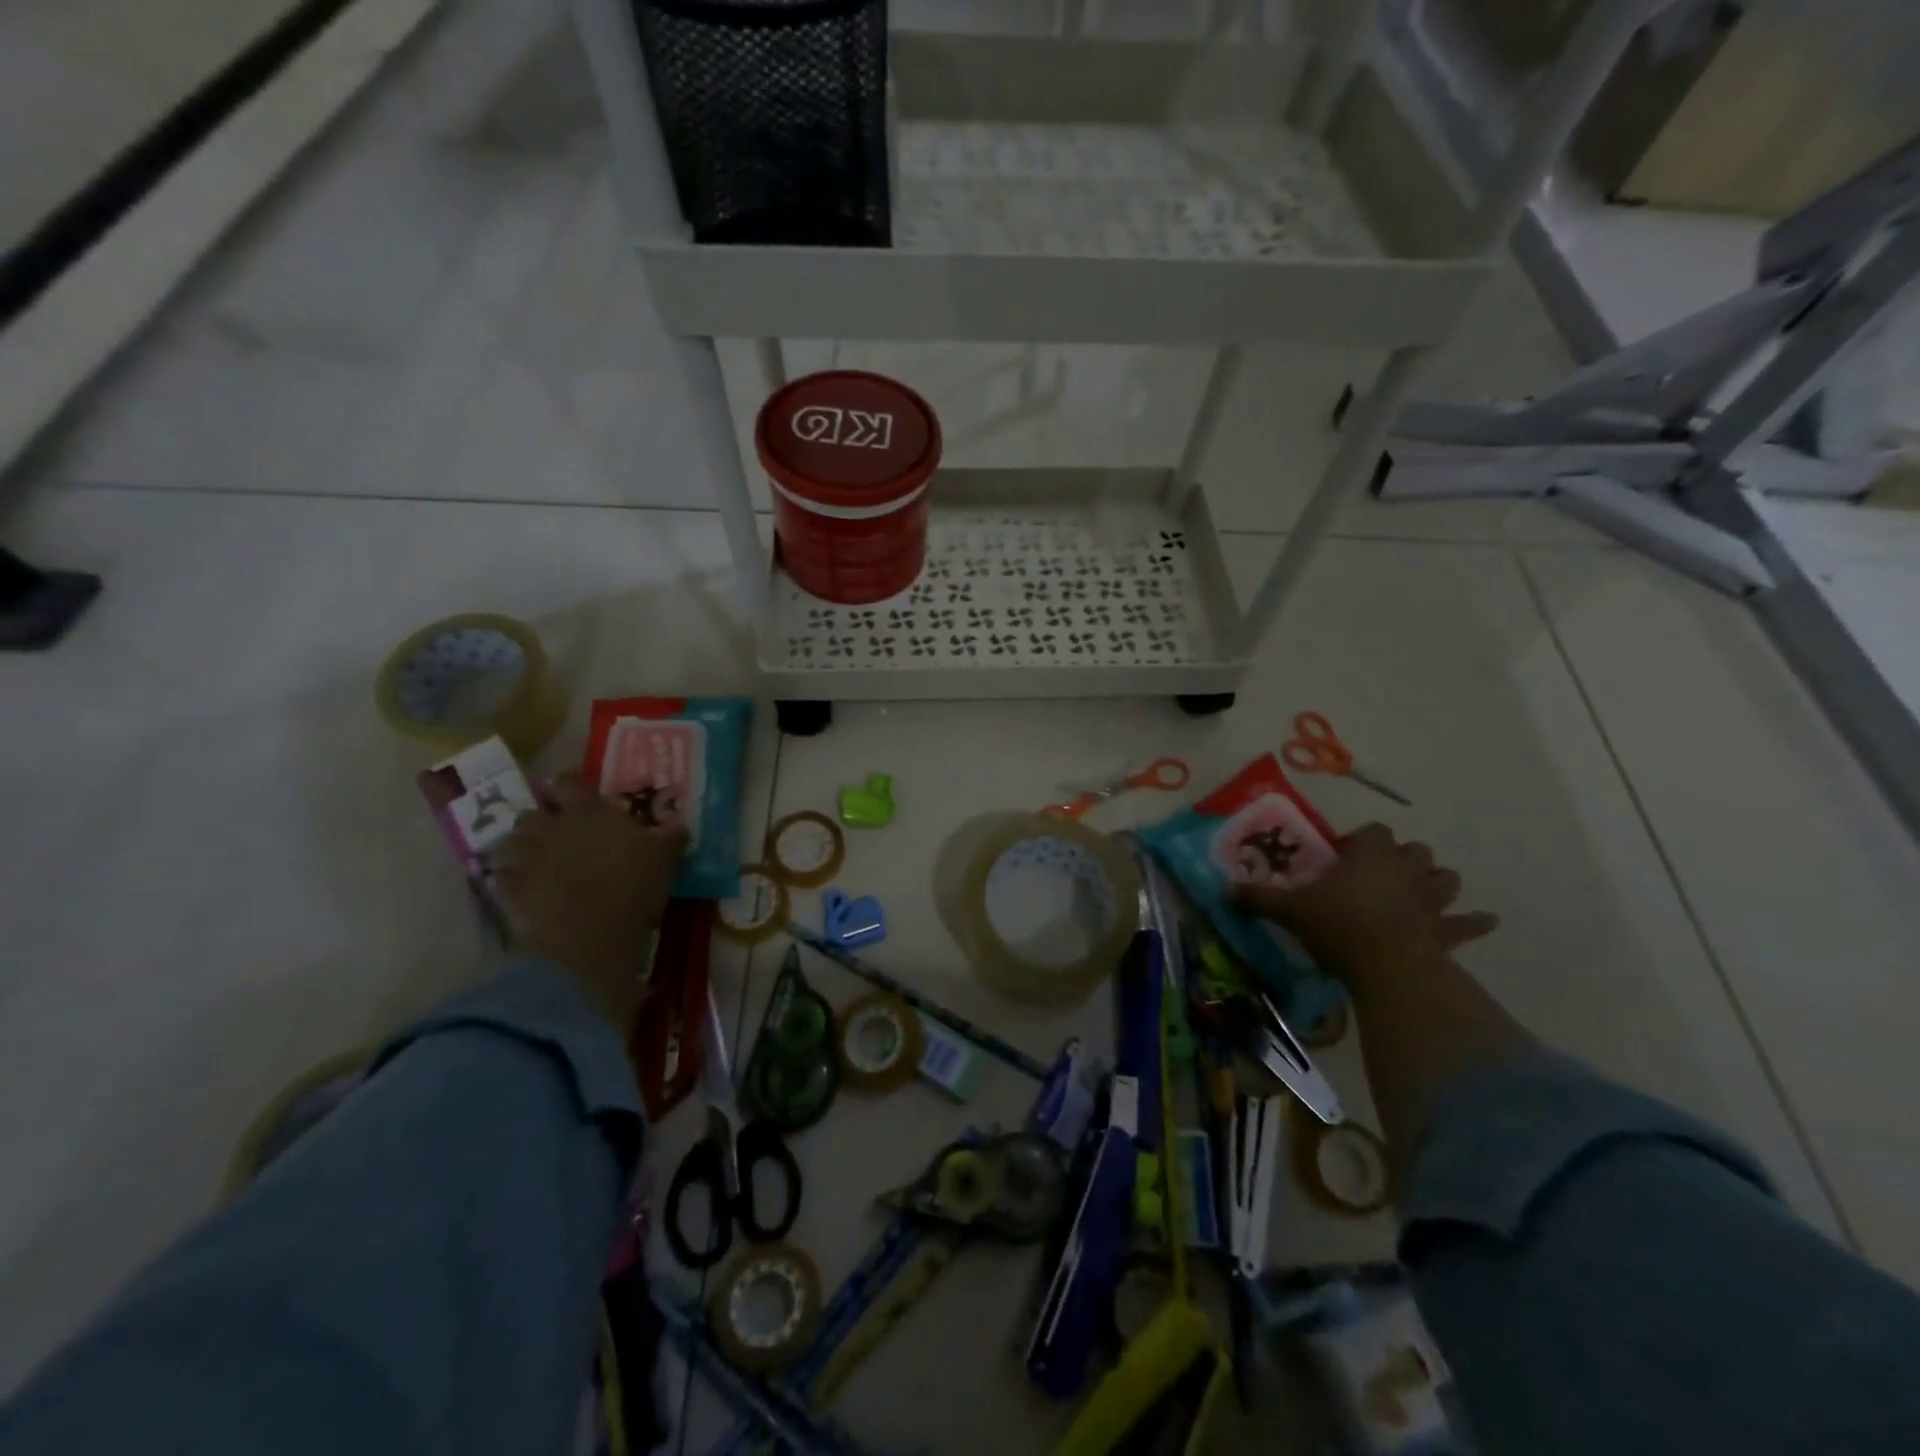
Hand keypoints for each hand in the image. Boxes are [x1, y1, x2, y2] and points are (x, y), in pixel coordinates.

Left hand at [492, 773, 687, 1026]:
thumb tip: (679, 821)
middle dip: (545, 818)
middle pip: (536, 810)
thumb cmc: (632, 889)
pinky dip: (512, 879)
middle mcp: (552, 826)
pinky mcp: (508, 889)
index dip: (575, 788)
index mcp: (589, 811)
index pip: (572, 782)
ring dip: (525, 847)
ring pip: (513, 840)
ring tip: (542, 861)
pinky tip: (527, 889)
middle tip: (563, 833)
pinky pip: (503, 876)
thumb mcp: (664, 859)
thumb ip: (670, 836)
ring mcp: (526, 857)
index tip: (585, 798)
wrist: (590, 937)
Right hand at [1230, 823, 1496, 987]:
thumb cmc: (1338, 926)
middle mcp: (1405, 869)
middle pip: (1415, 850)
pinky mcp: (1448, 931)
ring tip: (1420, 892)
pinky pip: (1469, 923)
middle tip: (1378, 876)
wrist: (1387, 966)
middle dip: (1402, 858)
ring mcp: (1431, 900)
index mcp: (1370, 855)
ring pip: (1445, 878)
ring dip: (1435, 882)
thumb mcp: (1289, 910)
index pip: (1373, 831)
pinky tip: (1485, 922)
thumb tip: (1223, 889)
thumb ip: (1258, 897)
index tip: (1342, 857)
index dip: (1361, 840)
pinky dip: (1475, 922)